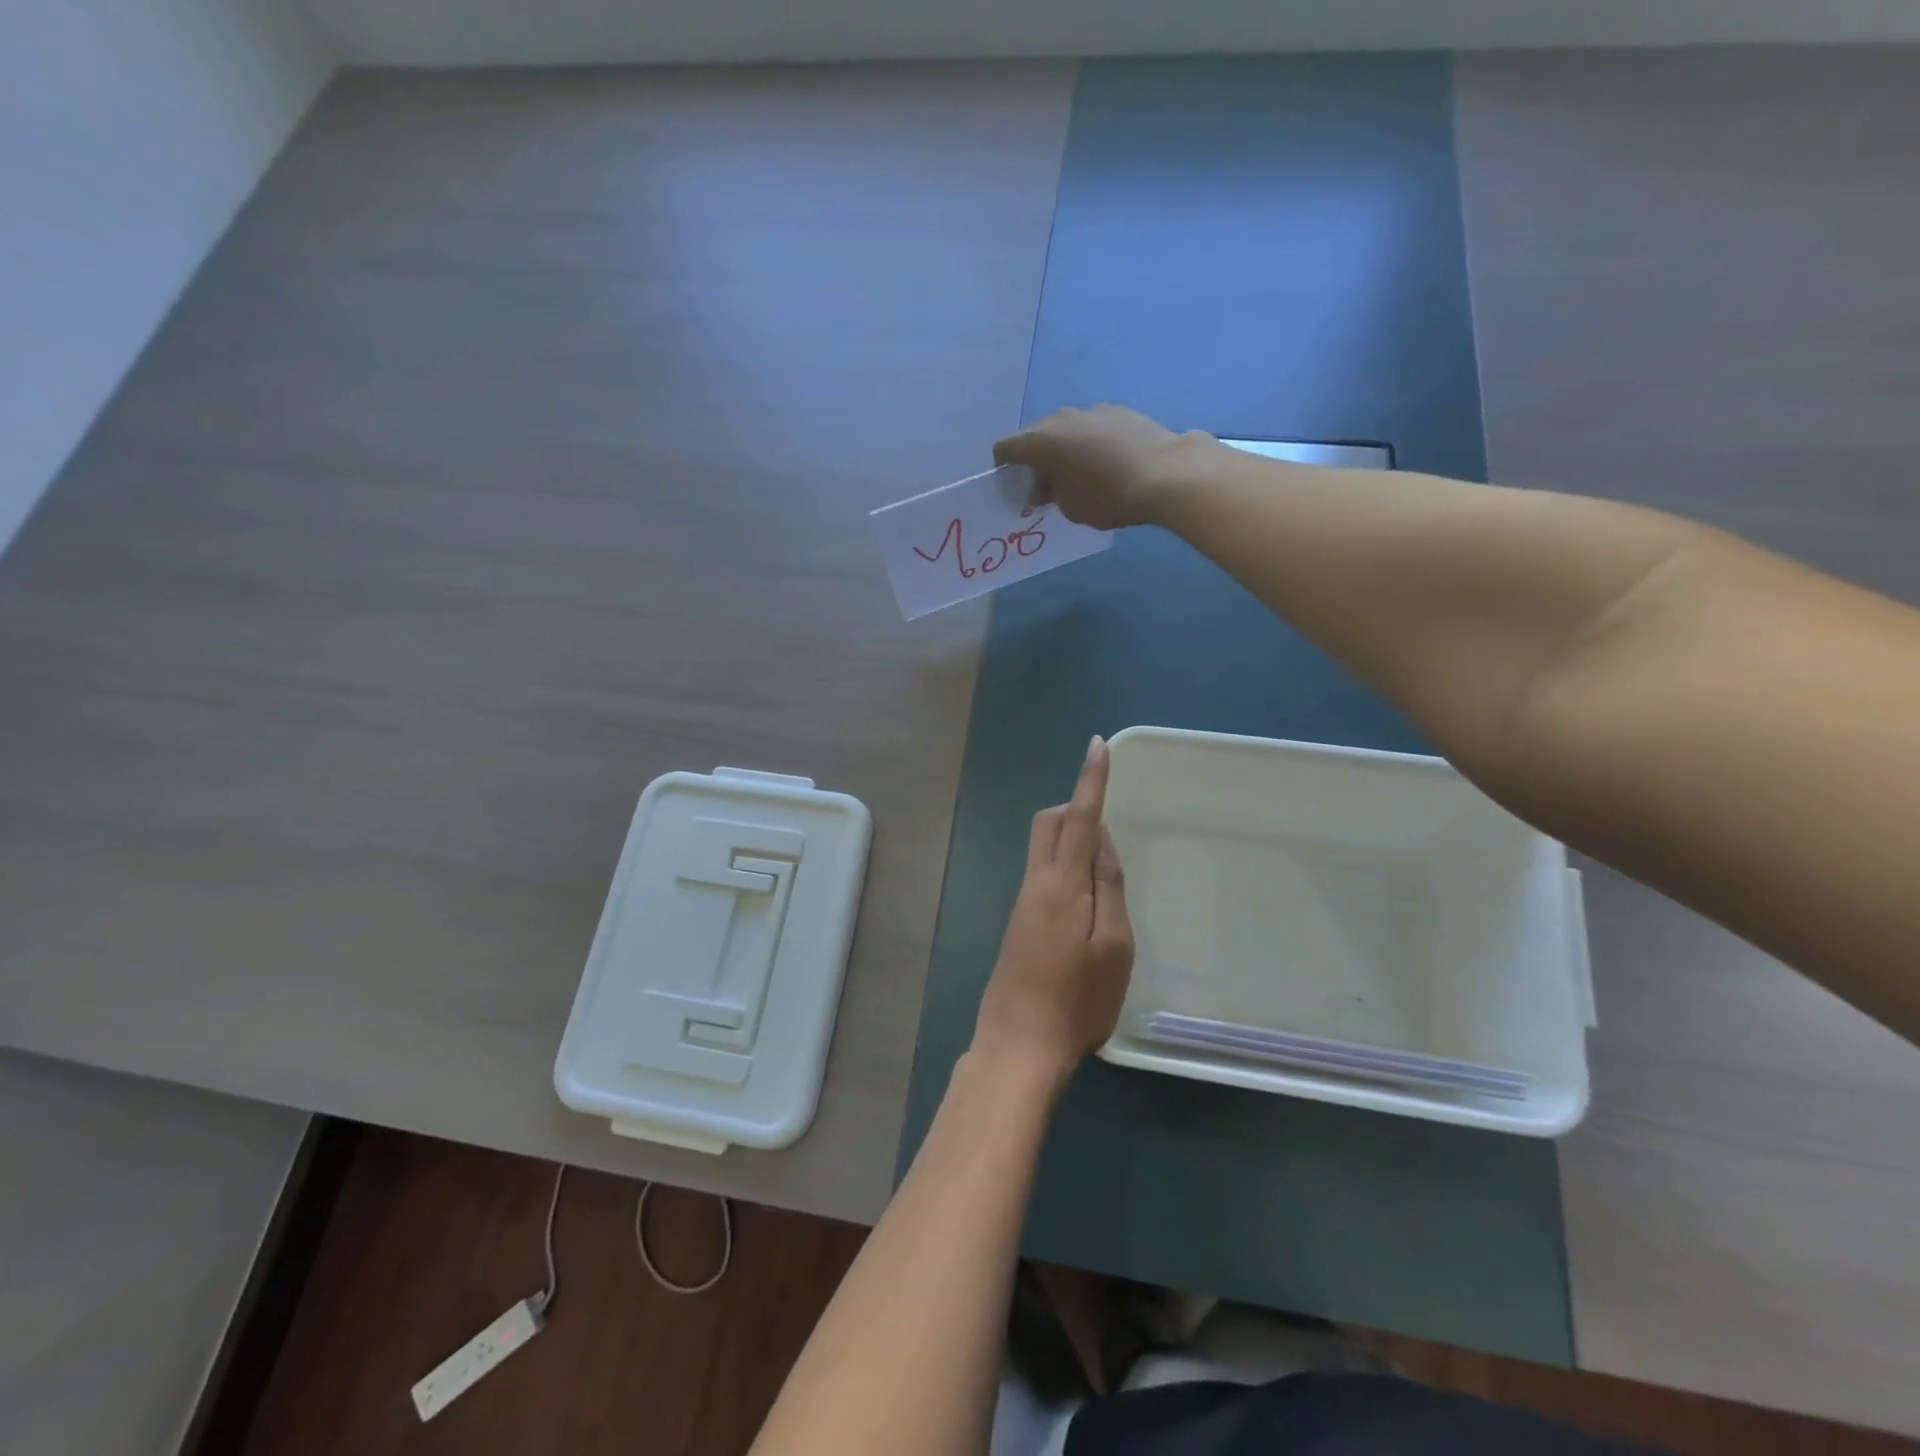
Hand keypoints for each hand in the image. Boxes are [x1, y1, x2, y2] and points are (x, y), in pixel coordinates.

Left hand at [973, 735, 1134, 1080]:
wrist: (1018, 1046)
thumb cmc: (1077, 1001)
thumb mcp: (1113, 946)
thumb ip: (1108, 887)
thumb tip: (1099, 840)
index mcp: (1061, 884)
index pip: (1078, 818)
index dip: (1090, 781)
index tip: (1097, 746)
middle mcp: (1035, 884)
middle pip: (1047, 824)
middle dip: (1074, 809)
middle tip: (1108, 828)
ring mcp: (1022, 904)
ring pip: (1042, 849)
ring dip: (1070, 841)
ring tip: (1106, 873)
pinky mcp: (1018, 924)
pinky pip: (1042, 874)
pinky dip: (1064, 868)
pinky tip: (1086, 904)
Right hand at [993, 405, 1197, 530]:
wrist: (1165, 474)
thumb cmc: (1108, 497)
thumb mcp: (1070, 507)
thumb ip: (1050, 494)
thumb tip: (1044, 487)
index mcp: (1041, 442)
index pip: (1006, 448)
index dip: (1004, 468)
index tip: (1015, 486)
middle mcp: (1061, 419)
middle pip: (1036, 436)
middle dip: (1036, 459)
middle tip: (1047, 486)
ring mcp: (1091, 411)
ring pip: (1066, 430)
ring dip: (1064, 449)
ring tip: (1080, 474)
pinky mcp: (1118, 411)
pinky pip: (1091, 427)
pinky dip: (1090, 443)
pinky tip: (1107, 463)